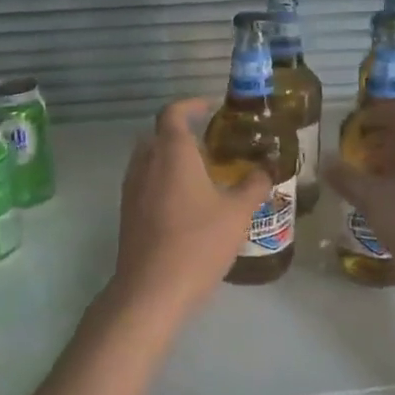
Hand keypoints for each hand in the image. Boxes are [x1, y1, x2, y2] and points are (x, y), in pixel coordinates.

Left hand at [112, 98, 271, 316]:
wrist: (151, 290)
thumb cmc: (198, 243)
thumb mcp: (237, 213)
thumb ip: (254, 185)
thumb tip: (267, 168)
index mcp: (172, 153)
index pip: (174, 113)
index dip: (192, 105)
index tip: (211, 108)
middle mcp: (146, 163)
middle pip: (159, 134)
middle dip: (182, 133)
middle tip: (211, 144)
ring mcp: (132, 188)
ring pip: (149, 159)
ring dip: (171, 158)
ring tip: (202, 174)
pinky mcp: (127, 212)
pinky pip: (145, 182)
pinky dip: (162, 180)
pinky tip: (186, 204)